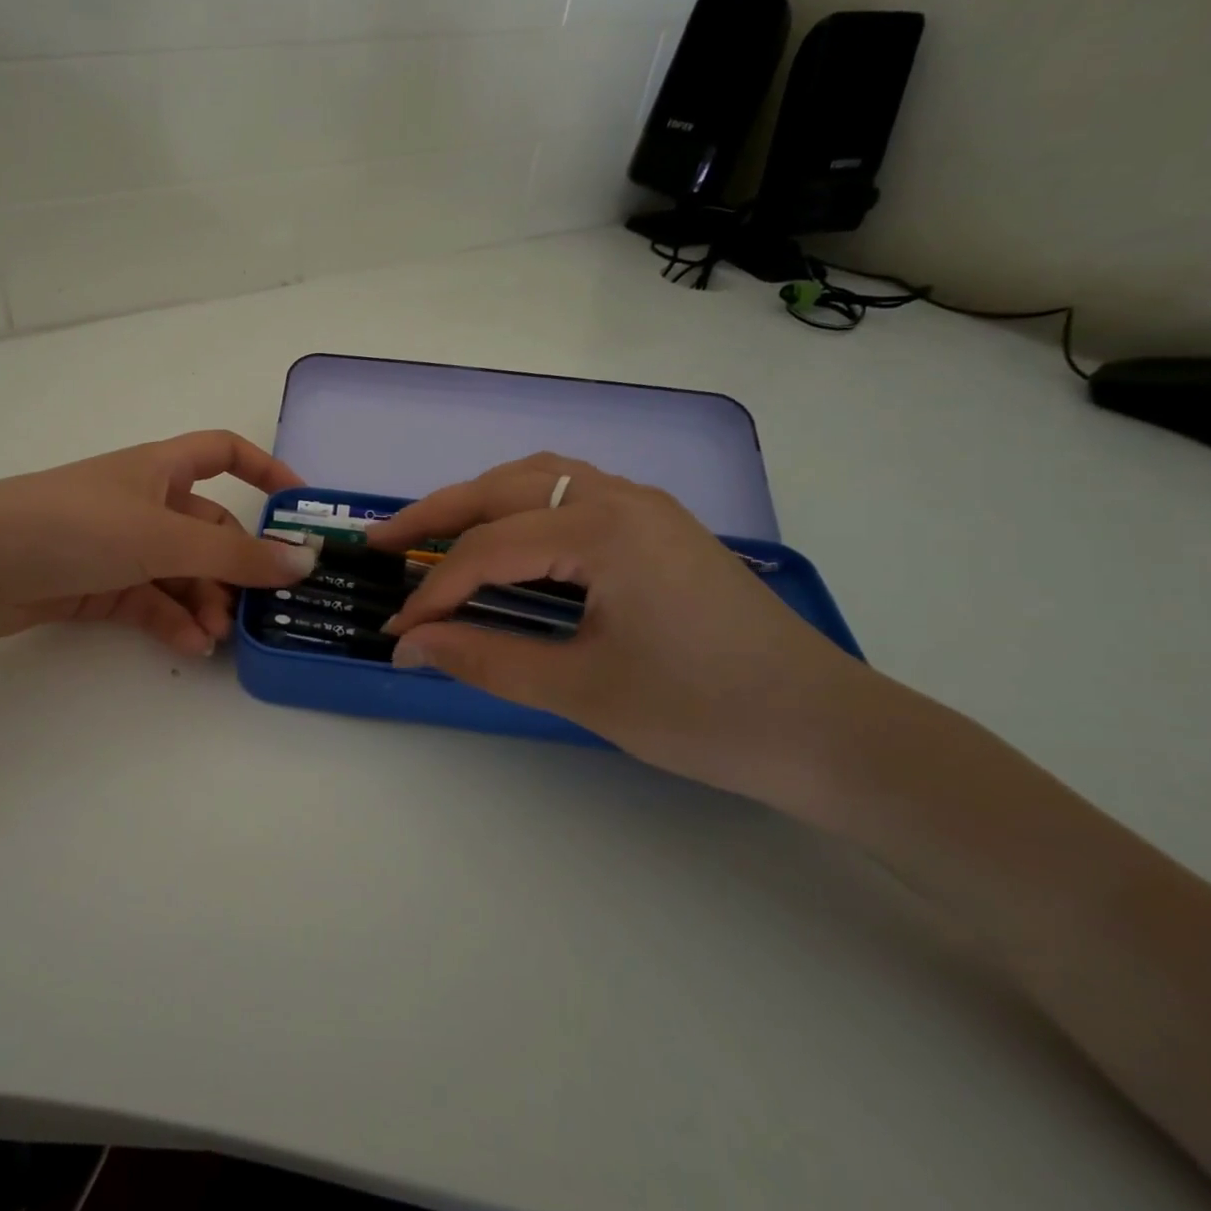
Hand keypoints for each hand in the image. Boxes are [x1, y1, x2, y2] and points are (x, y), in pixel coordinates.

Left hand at [0, 430, 318, 657]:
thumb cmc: (75, 526)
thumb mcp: (163, 538)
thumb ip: (235, 557)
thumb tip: (304, 563)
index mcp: (160, 468)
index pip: (224, 452)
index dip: (265, 470)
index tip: (300, 506)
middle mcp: (144, 502)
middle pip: (209, 530)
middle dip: (234, 568)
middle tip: (254, 609)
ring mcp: (120, 545)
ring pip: (181, 572)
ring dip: (204, 602)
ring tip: (216, 637)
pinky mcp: (98, 584)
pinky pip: (150, 601)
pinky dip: (172, 621)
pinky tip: (189, 646)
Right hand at [367, 454, 883, 801]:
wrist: (829, 732)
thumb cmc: (704, 714)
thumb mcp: (582, 690)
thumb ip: (485, 659)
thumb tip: (409, 646)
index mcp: (603, 530)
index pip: (488, 551)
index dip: (433, 592)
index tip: (398, 633)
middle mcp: (620, 497)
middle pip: (503, 489)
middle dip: (435, 515)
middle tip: (381, 543)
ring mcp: (644, 505)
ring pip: (538, 478)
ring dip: (478, 500)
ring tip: (433, 533)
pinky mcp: (657, 524)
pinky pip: (570, 492)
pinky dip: (520, 505)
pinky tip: (504, 536)